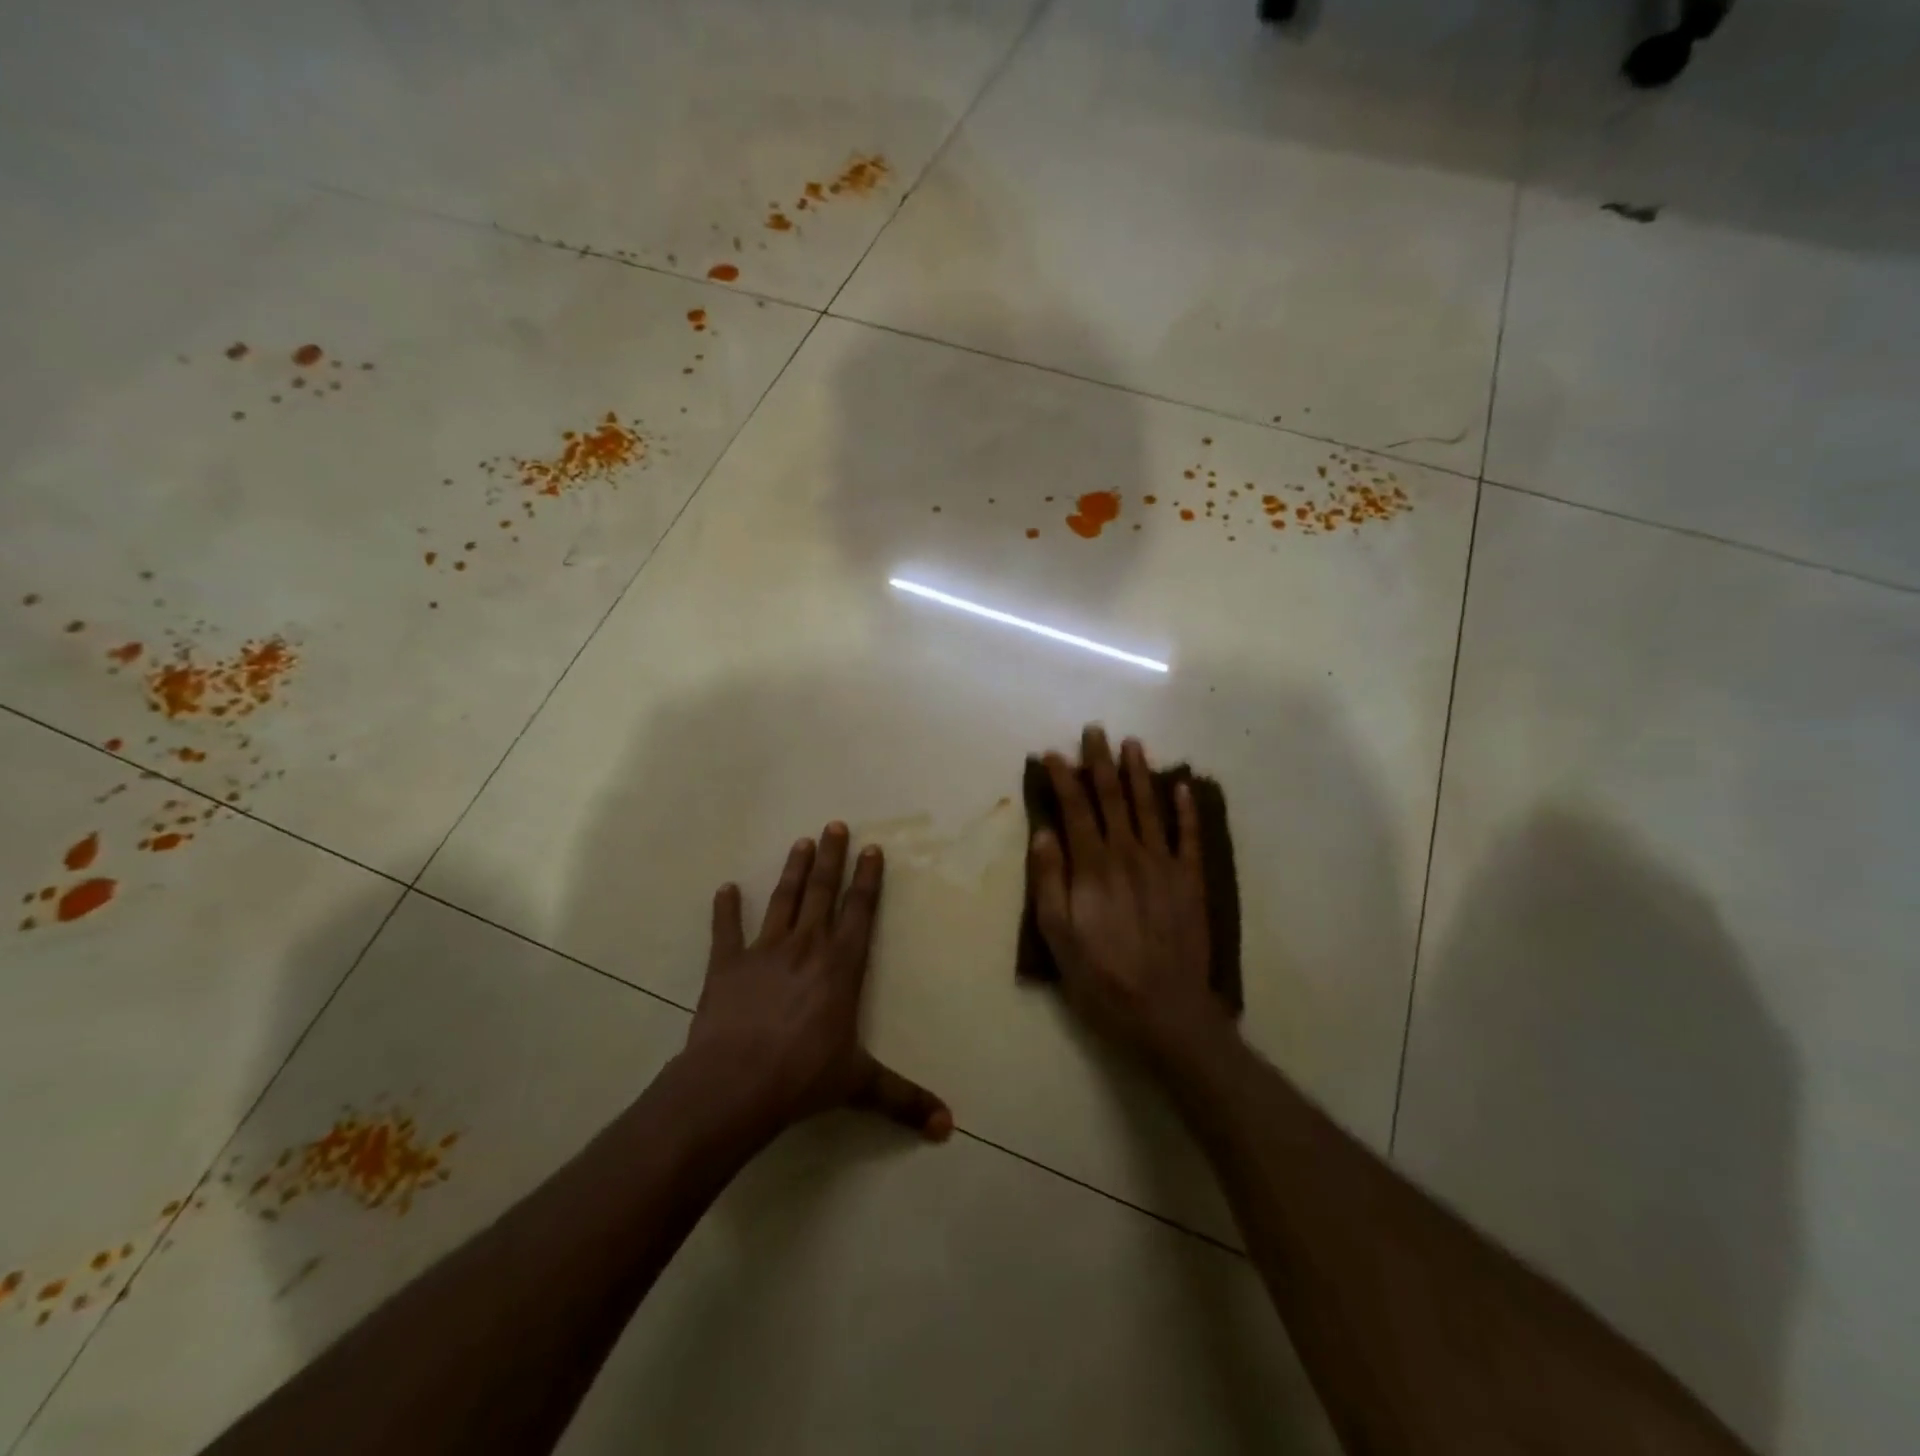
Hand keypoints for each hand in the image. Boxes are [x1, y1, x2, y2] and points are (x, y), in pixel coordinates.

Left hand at [682, 823, 951, 1144]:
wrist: (735, 1084)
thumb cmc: (804, 1077)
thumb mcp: (860, 1085)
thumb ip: (904, 1099)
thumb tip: (948, 1127)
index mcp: (841, 966)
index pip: (860, 911)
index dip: (868, 879)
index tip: (872, 848)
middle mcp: (807, 947)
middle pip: (822, 892)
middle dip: (831, 857)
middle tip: (834, 824)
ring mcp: (764, 952)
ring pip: (783, 901)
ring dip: (793, 871)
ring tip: (801, 842)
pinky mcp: (726, 965)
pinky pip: (726, 930)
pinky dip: (725, 909)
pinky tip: (726, 888)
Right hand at [1030, 728, 1234, 1068]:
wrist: (1166, 1011)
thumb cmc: (1101, 977)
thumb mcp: (1057, 936)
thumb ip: (1049, 881)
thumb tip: (1043, 833)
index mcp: (1093, 866)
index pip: (1075, 809)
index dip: (1063, 778)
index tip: (1052, 753)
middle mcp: (1129, 854)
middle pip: (1112, 798)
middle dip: (1100, 762)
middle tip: (1095, 731)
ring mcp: (1164, 865)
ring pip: (1149, 807)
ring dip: (1139, 773)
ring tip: (1133, 744)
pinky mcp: (1191, 880)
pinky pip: (1189, 836)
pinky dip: (1186, 809)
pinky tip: (1182, 785)